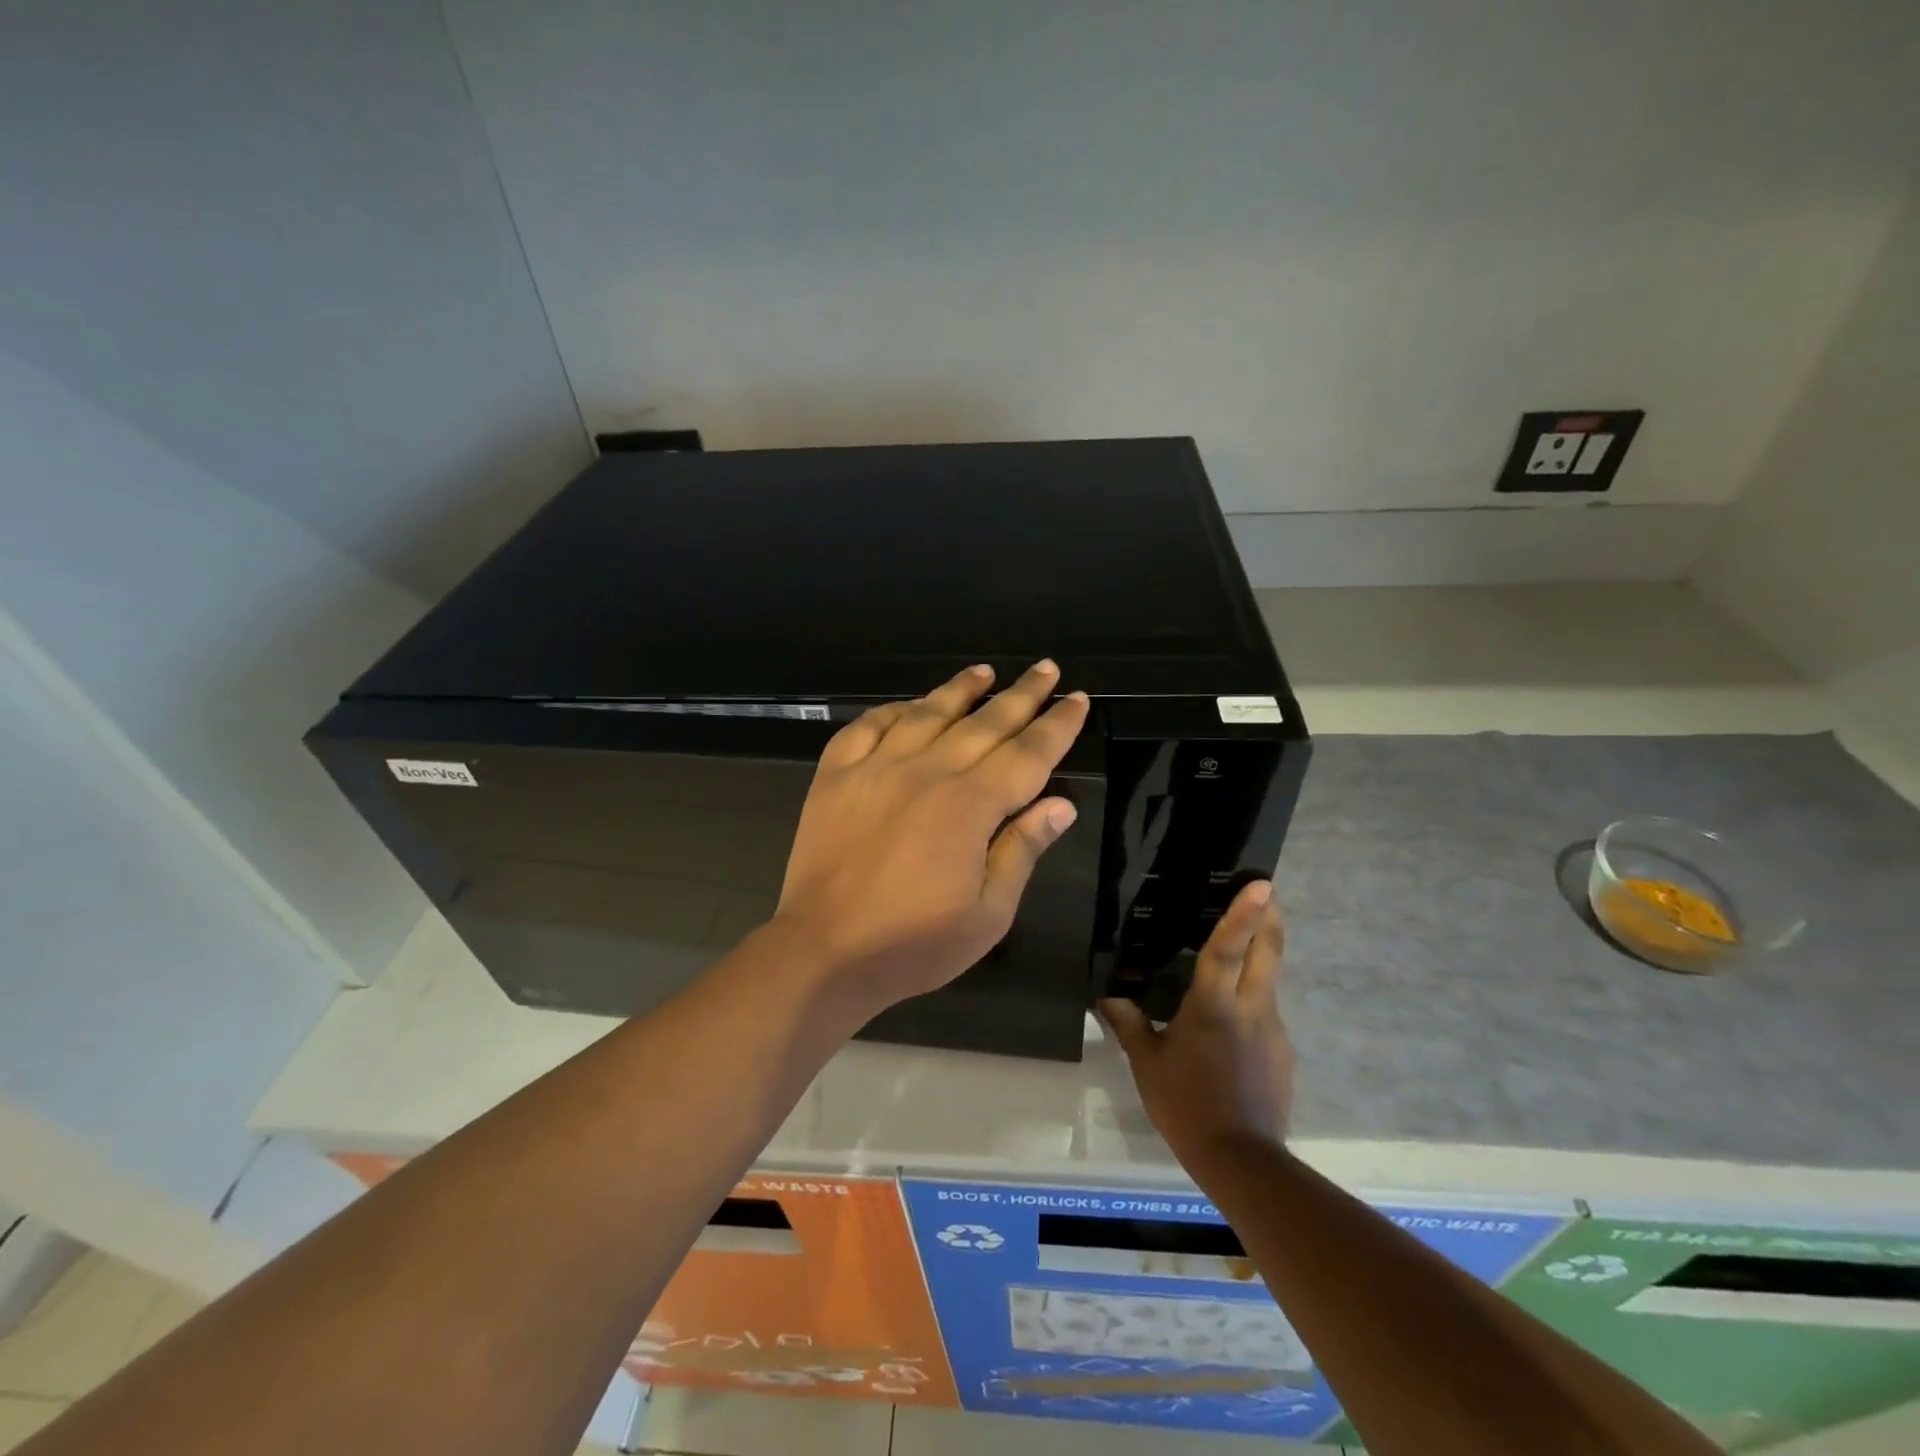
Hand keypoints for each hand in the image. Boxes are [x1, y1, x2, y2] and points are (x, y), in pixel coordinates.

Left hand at [773, 661, 1089, 1011]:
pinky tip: (906, 706)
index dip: (1057, 725)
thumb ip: (1022, 850)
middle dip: (1021, 695)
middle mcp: (926, 773)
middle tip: (1045, 668)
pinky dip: (890, 711)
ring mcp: (875, 769)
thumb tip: (1061, 803)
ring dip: (959, 689)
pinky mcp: (835, 776)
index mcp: (969, 806)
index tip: (1077, 698)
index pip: (1027, 754)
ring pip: (927, 714)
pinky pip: (865, 727)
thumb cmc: (914, 944)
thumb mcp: (988, 914)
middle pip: (984, 723)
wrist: (823, 952)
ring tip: (984, 671)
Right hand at [1102, 880, 1292, 1165]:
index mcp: (1214, 1006)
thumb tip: (1107, 995)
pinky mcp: (1282, 1050)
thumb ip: (1128, 1023)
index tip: (1261, 884)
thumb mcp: (1147, 1064)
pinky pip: (1267, 1008)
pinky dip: (1254, 994)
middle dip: (1269, 917)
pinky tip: (1232, 1013)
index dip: (1243, 914)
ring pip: (1270, 978)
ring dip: (1262, 953)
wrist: (1242, 1160)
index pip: (1228, 950)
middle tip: (1264, 890)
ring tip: (1240, 944)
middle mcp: (1252, 1009)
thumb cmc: (1186, 1105)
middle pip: (1269, 952)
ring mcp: (1273, 1029)